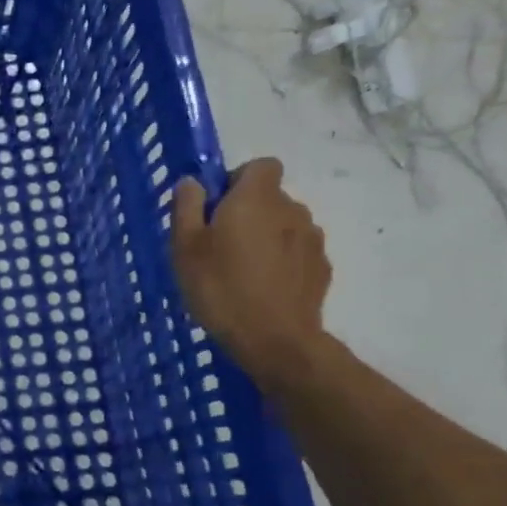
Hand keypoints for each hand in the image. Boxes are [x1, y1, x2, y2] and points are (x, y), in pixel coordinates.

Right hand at [170, 159, 331, 384]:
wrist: (275, 340)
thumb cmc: (220, 287)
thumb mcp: (184, 247)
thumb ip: (187, 207)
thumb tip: (193, 182)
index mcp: (256, 198)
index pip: (260, 165)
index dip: (238, 179)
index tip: (217, 207)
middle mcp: (291, 209)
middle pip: (270, 197)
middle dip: (248, 212)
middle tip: (220, 244)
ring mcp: (313, 239)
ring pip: (284, 225)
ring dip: (266, 236)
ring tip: (242, 269)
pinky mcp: (322, 268)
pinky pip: (297, 252)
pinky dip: (282, 261)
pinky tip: (263, 287)